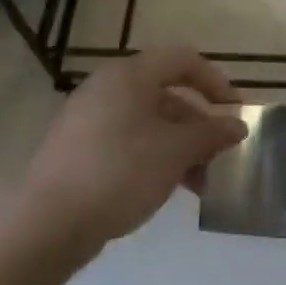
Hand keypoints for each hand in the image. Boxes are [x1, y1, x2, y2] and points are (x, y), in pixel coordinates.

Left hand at [23, 48, 247, 255]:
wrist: (47, 225)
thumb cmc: (120, 172)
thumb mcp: (176, 151)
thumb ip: (211, 133)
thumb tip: (237, 126)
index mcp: (129, 76)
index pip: (183, 60)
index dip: (215, 81)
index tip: (235, 111)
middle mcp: (107, 89)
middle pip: (167, 94)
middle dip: (199, 125)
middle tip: (219, 155)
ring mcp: (88, 120)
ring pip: (149, 123)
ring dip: (181, 147)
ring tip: (199, 184)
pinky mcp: (78, 150)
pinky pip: (128, 141)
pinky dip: (154, 157)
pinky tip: (167, 188)